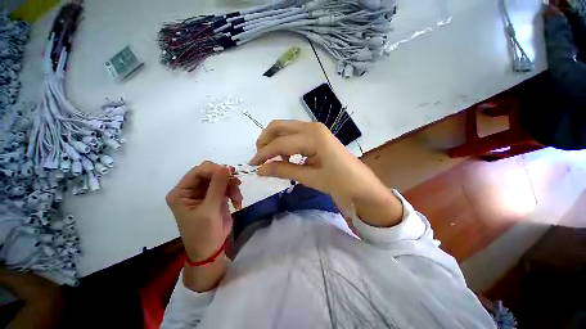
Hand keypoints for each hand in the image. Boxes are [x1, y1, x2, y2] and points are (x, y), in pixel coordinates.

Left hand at [166, 161, 241, 261]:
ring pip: (222, 179)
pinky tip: (238, 203)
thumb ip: (217, 186)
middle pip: (211, 173)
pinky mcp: (217, 196)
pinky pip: (228, 187)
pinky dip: (235, 193)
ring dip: (232, 187)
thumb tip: (226, 166)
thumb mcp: (209, 209)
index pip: (198, 171)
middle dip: (225, 178)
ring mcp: (205, 192)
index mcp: (182, 192)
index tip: (231, 173)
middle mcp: (192, 189)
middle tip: (237, 184)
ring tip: (238, 199)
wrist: (211, 250)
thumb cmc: (203, 232)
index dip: (215, 170)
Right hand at [250, 120, 402, 226]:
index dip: (263, 154)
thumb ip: (283, 170)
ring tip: (271, 160)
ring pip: (285, 129)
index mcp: (313, 136)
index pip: (280, 143)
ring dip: (274, 142)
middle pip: (279, 126)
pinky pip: (293, 135)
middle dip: (265, 141)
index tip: (252, 165)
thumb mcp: (310, 178)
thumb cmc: (339, 182)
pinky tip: (285, 157)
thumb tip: (260, 170)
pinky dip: (284, 144)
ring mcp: (315, 129)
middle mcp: (312, 127)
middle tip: (260, 158)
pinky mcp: (316, 135)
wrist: (360, 185)